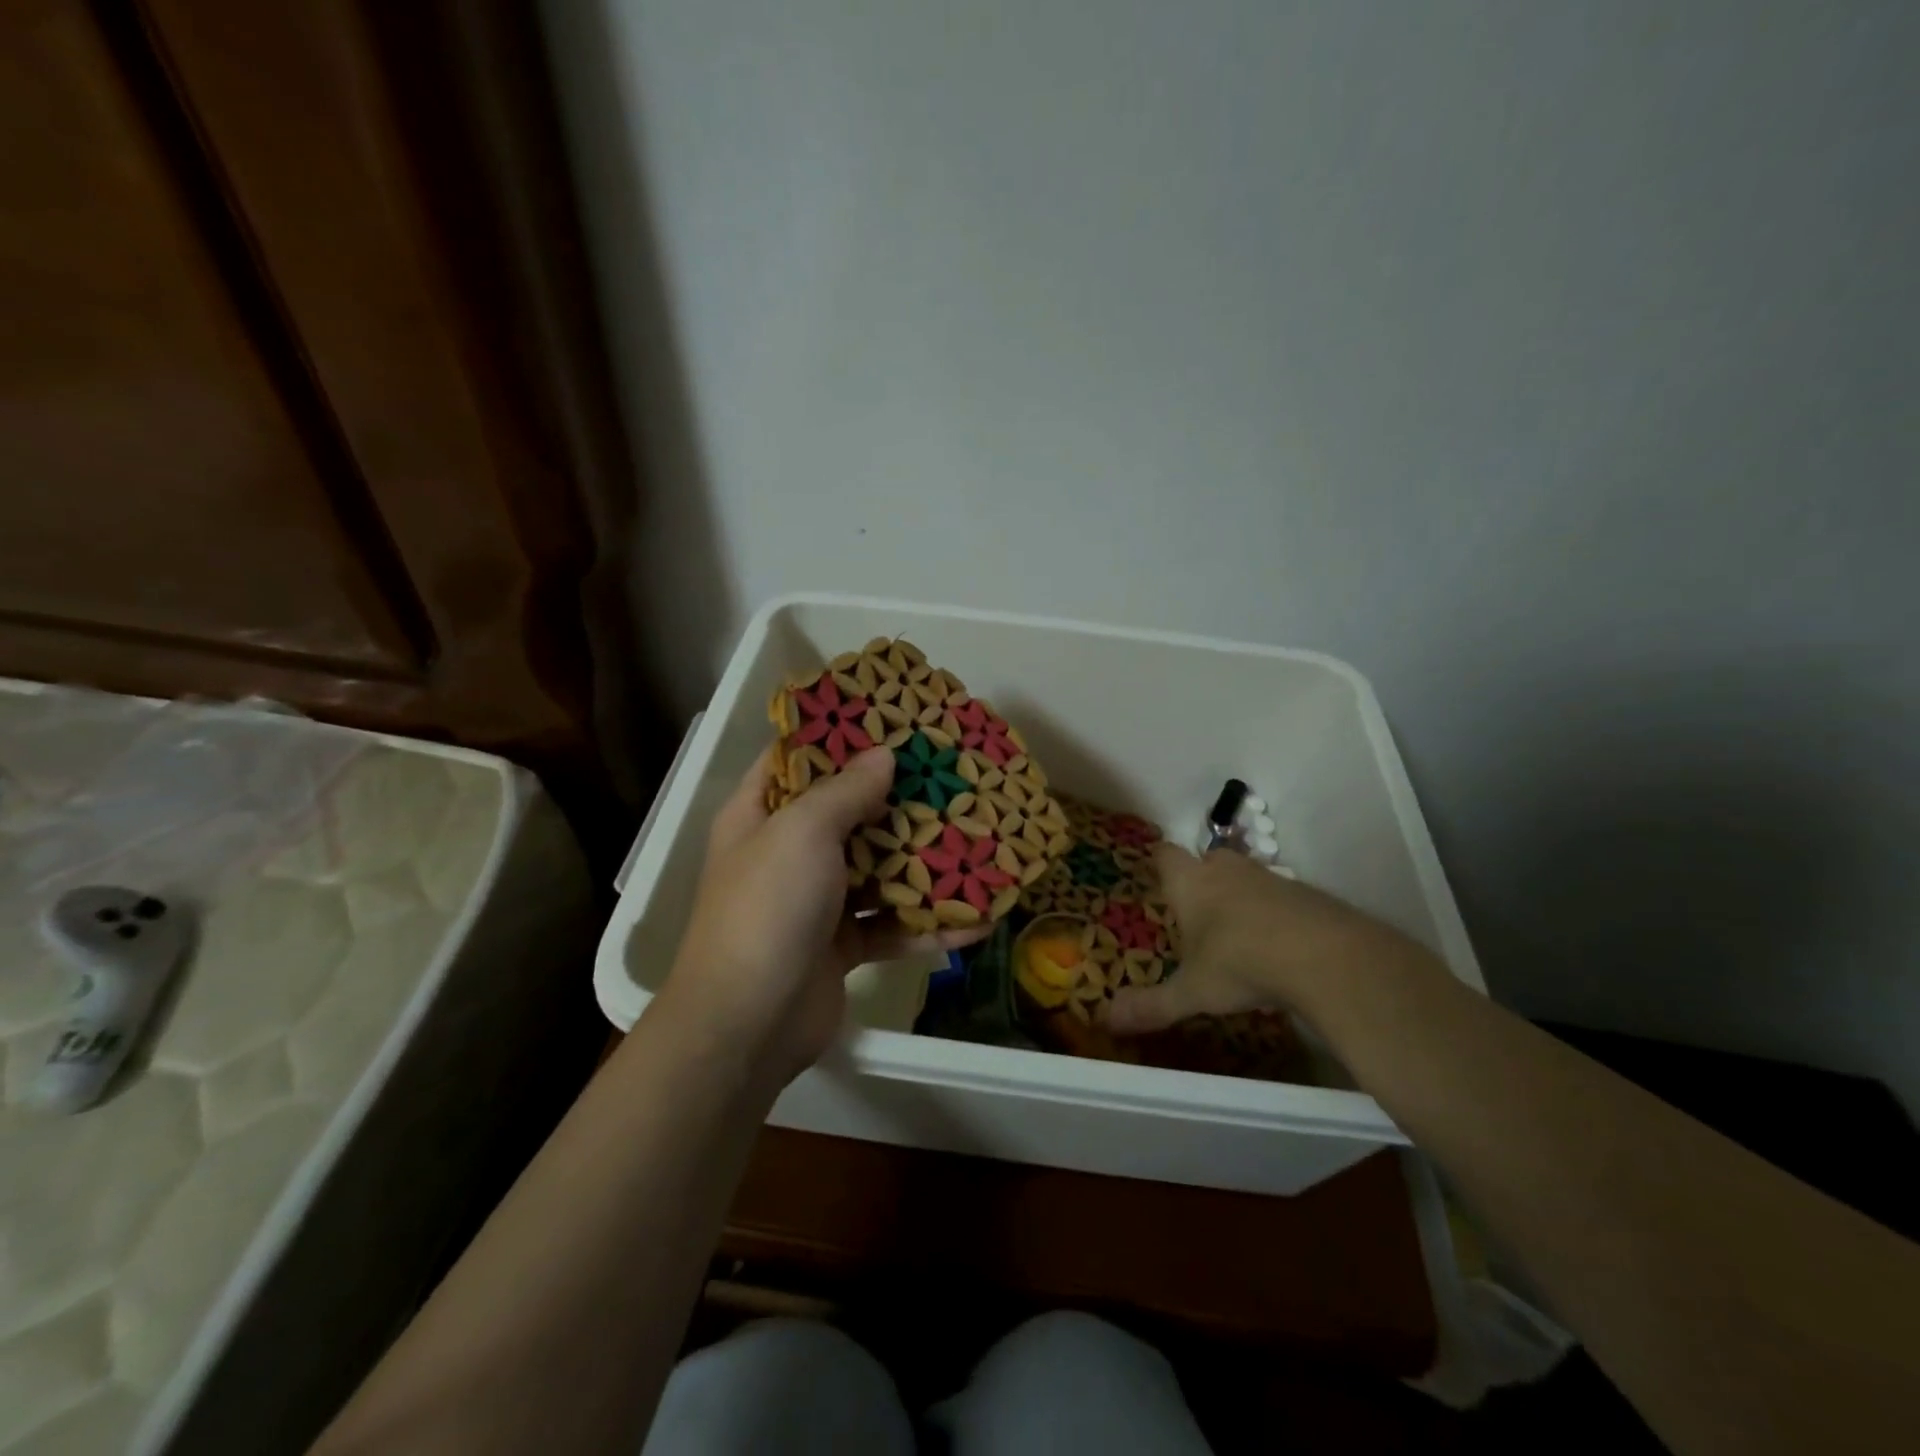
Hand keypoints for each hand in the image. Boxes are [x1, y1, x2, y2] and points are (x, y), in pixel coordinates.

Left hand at [665, 746, 987, 1085]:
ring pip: (876, 870)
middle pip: (847, 813)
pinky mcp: (842, 946)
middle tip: (948, 774)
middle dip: (896, 798)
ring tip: (975, 838)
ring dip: (922, 862)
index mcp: (760, 815)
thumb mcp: (802, 832)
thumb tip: (884, 755)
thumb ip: (846, 790)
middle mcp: (786, 853)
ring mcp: (815, 902)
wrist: (747, 1024)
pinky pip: (891, 926)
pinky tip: (978, 919)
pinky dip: (928, 924)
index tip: (887, 719)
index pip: (794, 759)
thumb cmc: (768, 907)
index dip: (835, 736)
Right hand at [1104, 844, 1444, 1035]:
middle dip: (1203, 877)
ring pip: (1246, 876)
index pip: (1166, 856)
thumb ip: (1152, 1005)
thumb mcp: (1192, 992)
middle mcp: (1227, 870)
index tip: (1158, 876)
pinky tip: (1279, 944)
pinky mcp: (1307, 893)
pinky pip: (1281, 896)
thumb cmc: (1239, 963)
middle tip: (1198, 909)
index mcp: (1191, 883)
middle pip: (1209, 858)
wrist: (1324, 955)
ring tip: (1238, 932)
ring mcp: (1270, 878)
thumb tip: (1106, 1020)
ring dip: (1241, 895)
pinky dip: (1276, 912)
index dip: (1161, 864)